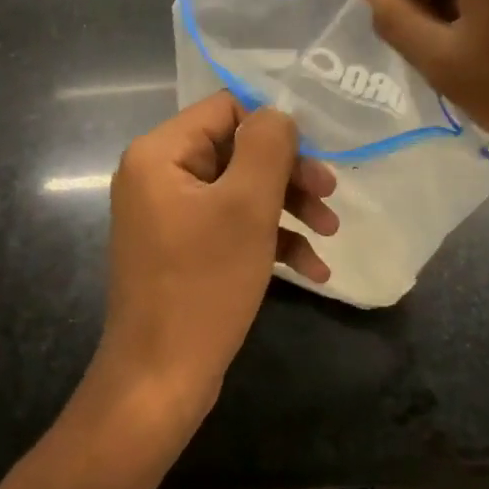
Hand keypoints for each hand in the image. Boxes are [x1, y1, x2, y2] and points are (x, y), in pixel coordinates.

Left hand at [88, 91, 337, 441]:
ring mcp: (167, 215)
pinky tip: (313, 271)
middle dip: (287, 173)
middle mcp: (157, 175)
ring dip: (287, 208)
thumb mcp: (247, 206)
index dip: (272, 126)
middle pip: (235, 150)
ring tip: (330, 234)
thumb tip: (277, 114)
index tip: (314, 153)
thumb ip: (267, 146)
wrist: (159, 380)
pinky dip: (268, 240)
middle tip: (331, 195)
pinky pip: (229, 227)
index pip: (224, 108)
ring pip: (238, 191)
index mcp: (159, 153)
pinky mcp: (181, 250)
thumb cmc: (203, 284)